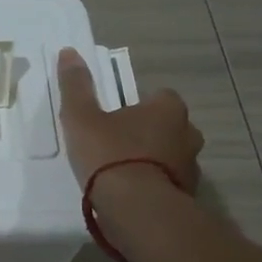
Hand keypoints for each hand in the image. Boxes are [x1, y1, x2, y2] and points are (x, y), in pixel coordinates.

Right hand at [56, 47, 203, 194]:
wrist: (137, 209)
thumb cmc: (109, 154)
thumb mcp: (81, 117)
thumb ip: (76, 86)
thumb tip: (69, 52)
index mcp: (168, 109)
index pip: (161, 97)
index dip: (139, 105)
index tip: (117, 116)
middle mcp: (188, 133)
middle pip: (169, 127)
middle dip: (150, 133)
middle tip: (118, 143)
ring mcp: (192, 168)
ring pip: (172, 156)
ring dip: (154, 161)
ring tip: (123, 173)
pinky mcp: (188, 196)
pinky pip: (170, 183)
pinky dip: (155, 185)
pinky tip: (132, 195)